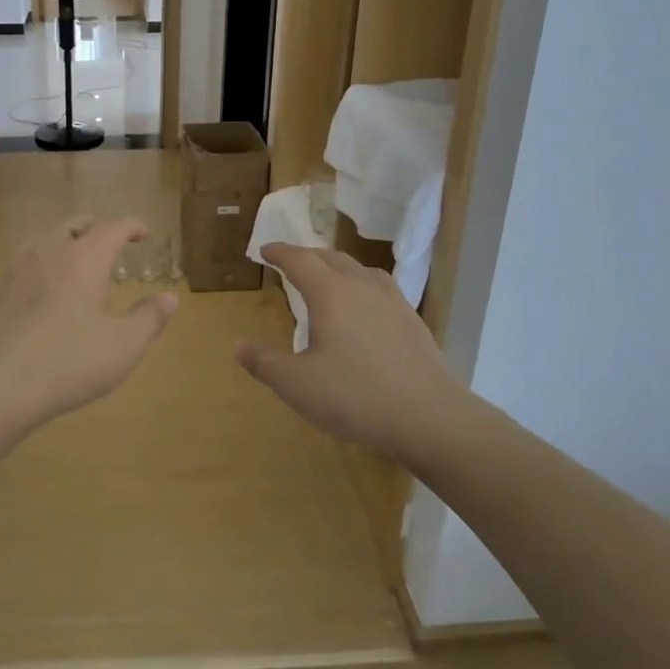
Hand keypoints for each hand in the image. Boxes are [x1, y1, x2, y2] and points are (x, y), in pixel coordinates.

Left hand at [0, 216, 176, 436]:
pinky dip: (43, 261)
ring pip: (46, 238)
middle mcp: (50, 251)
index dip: (131, 226)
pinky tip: (44, 285)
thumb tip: (170, 297)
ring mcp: (18, 268)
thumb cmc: (67, 362)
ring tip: (77, 257)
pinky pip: (25, 260)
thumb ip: (149, 318)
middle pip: (75, 224)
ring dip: (66, 239)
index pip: (113, 227)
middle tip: (110, 241)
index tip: (143, 232)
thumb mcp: (122, 346)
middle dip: (96, 228)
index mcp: (84, 258)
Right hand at [236, 245, 464, 461]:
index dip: (279, 252)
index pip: (299, 260)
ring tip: (327, 279)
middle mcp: (362, 287)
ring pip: (360, 269)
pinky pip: (381, 289)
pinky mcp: (414, 322)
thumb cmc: (355, 396)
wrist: (431, 418)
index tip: (264, 250)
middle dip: (307, 256)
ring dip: (337, 267)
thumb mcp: (297, 384)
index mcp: (330, 293)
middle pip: (331, 257)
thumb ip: (265, 362)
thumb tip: (238, 345)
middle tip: (291, 263)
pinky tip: (365, 309)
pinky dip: (362, 286)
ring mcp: (393, 302)